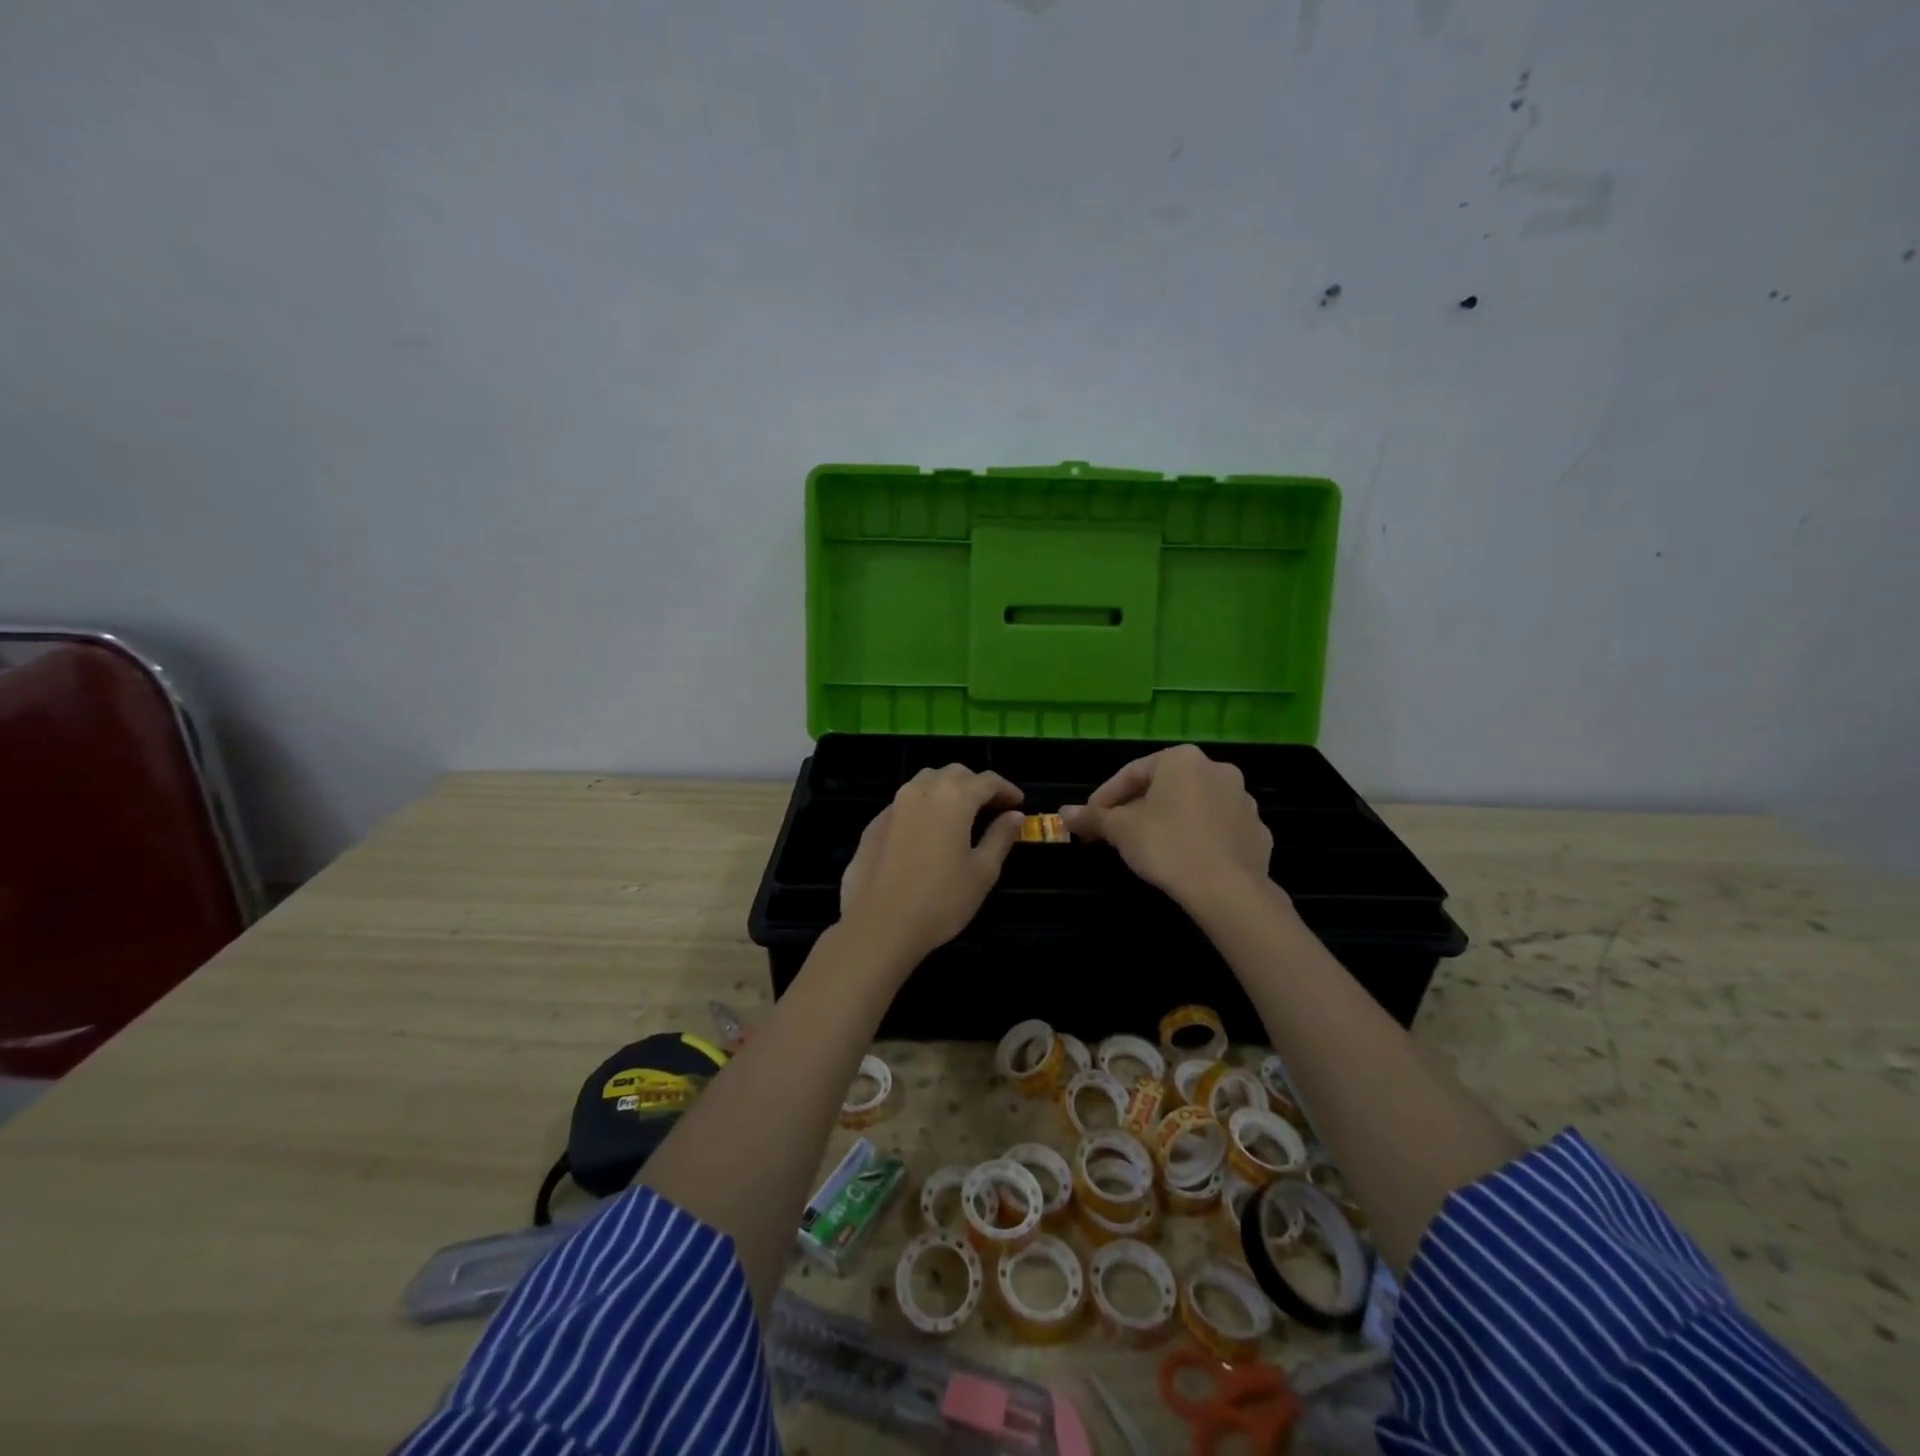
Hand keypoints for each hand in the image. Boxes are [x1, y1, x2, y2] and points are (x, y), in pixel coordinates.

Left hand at [838, 766, 1025, 966]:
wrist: (878, 925)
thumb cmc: (941, 900)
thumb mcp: (982, 872)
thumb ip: (1000, 837)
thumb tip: (1014, 815)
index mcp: (953, 798)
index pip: (987, 781)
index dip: (1006, 789)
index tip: (1019, 804)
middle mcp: (921, 791)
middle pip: (954, 774)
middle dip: (976, 785)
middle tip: (992, 808)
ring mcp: (893, 806)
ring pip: (925, 782)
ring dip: (947, 790)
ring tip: (959, 815)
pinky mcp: (873, 825)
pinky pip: (904, 804)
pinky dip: (923, 807)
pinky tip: (927, 834)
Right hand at [1060, 745, 1274, 909]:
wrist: (1228, 890)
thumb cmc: (1167, 846)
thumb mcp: (1120, 830)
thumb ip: (1092, 817)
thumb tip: (1064, 813)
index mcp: (1182, 759)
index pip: (1132, 772)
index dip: (1105, 797)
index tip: (1089, 819)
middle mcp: (1217, 770)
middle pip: (1165, 787)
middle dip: (1138, 808)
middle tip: (1116, 833)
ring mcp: (1243, 801)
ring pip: (1194, 806)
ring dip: (1170, 821)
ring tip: (1150, 848)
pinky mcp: (1258, 833)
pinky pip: (1218, 830)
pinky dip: (1199, 839)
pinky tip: (1185, 860)